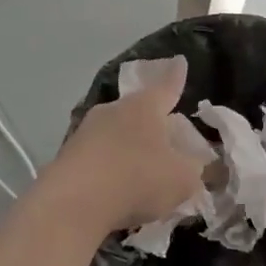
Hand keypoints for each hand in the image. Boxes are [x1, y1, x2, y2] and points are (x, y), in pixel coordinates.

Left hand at [43, 57, 205, 234]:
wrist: (73, 203)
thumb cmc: (138, 179)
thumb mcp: (183, 179)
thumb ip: (195, 170)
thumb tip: (197, 165)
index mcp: (145, 106)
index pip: (167, 86)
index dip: (176, 77)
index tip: (180, 62)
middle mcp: (114, 110)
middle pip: (139, 111)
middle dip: (153, 122)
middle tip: (168, 138)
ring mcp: (86, 131)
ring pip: (116, 133)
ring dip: (129, 147)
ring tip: (143, 169)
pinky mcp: (68, 155)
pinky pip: (99, 156)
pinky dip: (111, 167)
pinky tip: (117, 187)